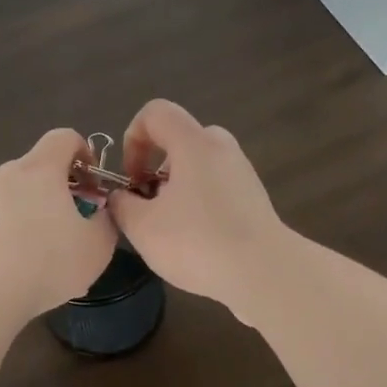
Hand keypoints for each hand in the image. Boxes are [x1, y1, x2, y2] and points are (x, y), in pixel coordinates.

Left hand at [0, 128, 118, 320]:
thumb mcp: (98, 245)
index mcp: (40, 169)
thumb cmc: (48, 262)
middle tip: (78, 223)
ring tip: (52, 253)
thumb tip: (100, 211)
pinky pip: (3, 216)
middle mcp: (8, 174)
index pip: (64, 137)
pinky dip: (18, 230)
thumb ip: (107, 219)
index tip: (94, 185)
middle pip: (41, 167)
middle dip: (64, 189)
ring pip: (21, 194)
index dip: (85, 153)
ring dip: (40, 212)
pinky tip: (26, 266)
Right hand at [105, 100, 288, 317]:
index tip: (131, 178)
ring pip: (197, 165)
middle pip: (178, 139)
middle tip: (148, 204)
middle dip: (154, 167)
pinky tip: (196, 240)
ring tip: (169, 228)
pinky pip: (215, 186)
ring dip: (175, 188)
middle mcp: (221, 148)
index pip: (155, 112)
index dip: (132, 138)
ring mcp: (241, 172)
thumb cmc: (197, 242)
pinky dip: (198, 202)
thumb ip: (121, 204)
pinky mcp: (253, 197)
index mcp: (194, 143)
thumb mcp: (142, 227)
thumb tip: (122, 197)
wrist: (264, 273)